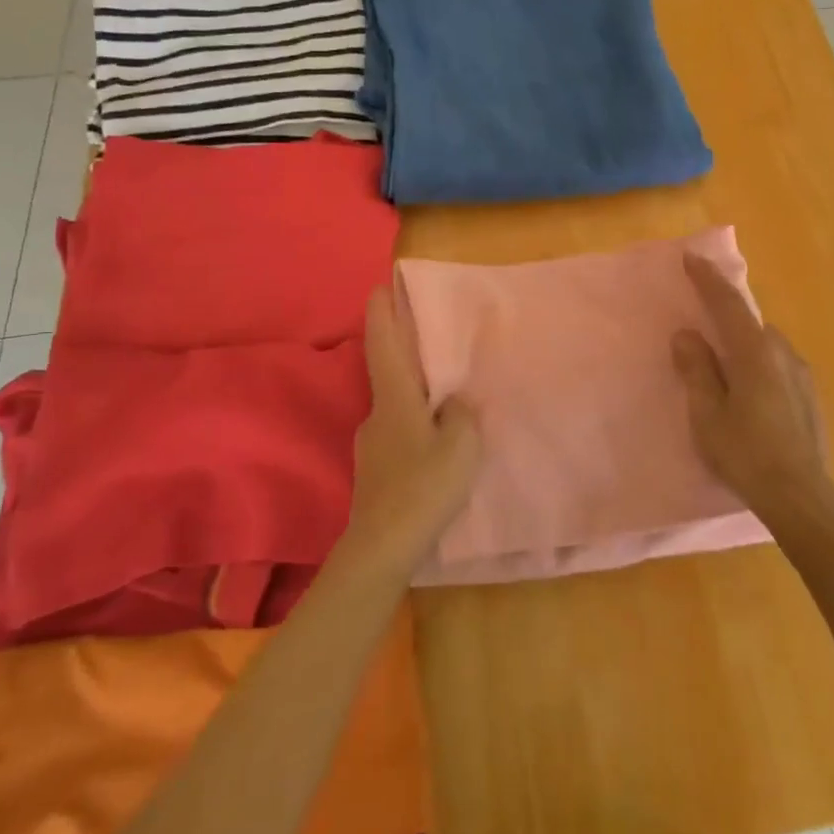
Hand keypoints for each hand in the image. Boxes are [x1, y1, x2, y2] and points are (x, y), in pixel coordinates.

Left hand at [340, 285, 482, 580]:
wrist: (382, 547)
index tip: (379, 286)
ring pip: (395, 404)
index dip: (383, 314)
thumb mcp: (461, 445)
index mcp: (395, 399)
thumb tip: (454, 401)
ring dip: (412, 391)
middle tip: (428, 336)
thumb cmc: (424, 486)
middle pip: (389, 371)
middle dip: (403, 349)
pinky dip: (413, 421)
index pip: (385, 345)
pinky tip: (433, 440)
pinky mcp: (375, 468)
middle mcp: (377, 413)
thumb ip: (461, 414)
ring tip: (442, 393)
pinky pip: (397, 430)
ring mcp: (371, 443)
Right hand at [672, 252, 833, 527]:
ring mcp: (801, 375)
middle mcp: (782, 353)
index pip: (728, 304)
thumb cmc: (746, 454)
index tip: (692, 257)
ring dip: (742, 343)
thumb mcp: (708, 414)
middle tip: (701, 321)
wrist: (802, 497)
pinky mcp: (810, 397)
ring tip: (723, 365)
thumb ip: (697, 370)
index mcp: (754, 352)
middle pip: (749, 322)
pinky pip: (777, 364)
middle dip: (725, 314)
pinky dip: (757, 363)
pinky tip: (749, 391)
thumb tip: (687, 334)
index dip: (708, 279)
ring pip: (765, 344)